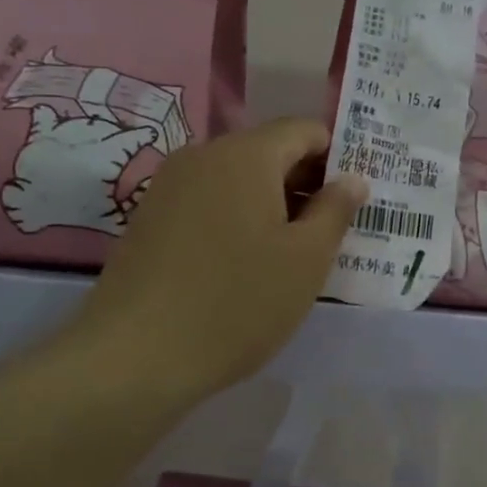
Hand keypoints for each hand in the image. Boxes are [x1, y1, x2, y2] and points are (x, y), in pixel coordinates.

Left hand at [48, 119, 365, 409]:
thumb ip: (335, 209)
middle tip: (330, 230)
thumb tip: (352, 178)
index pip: (305, 130)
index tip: (352, 200)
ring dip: (271, 203)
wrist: (135, 356)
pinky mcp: (149, 217)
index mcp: (247, 154)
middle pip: (269, 151)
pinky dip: (236, 218)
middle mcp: (204, 155)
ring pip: (237, 178)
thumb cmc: (237, 302)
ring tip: (289, 253)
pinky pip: (208, 201)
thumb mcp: (306, 259)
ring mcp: (170, 185)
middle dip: (305, 182)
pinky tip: (244, 263)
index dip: (337, 158)